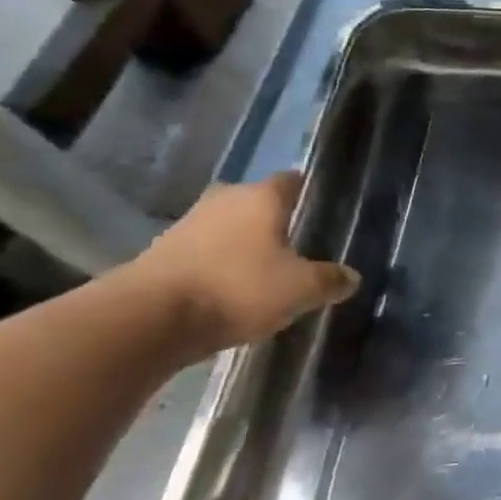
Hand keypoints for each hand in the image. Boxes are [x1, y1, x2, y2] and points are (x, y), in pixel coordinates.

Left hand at [122, 172, 358, 360]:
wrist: (148, 319)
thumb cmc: (238, 289)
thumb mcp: (301, 290)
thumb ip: (330, 280)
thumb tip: (352, 277)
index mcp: (262, 197)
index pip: (293, 180)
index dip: (309, 192)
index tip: (323, 209)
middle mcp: (225, 200)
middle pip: (257, 201)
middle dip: (276, 219)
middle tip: (298, 243)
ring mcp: (188, 224)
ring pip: (228, 226)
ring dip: (244, 242)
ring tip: (266, 269)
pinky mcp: (162, 253)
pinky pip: (204, 251)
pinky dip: (219, 263)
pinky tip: (232, 287)